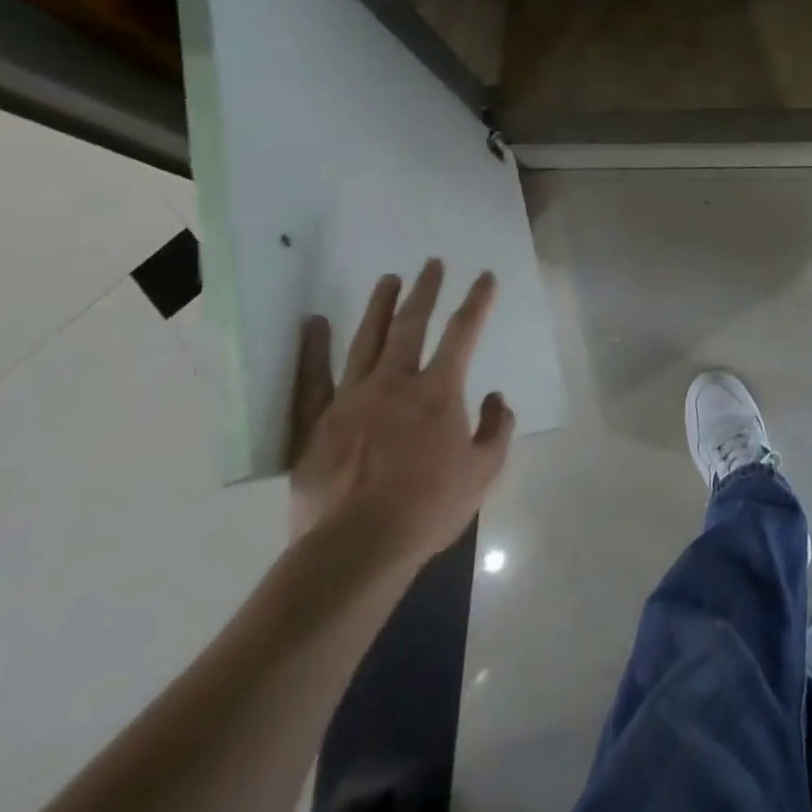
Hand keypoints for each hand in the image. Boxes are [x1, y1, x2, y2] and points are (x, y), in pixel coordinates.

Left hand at [288, 259, 514, 572]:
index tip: (485, 278)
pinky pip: (313, 377)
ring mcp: (351, 399)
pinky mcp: (317, 422)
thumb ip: (497, 429)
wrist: (357, 547)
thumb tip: (497, 399)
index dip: (477, 302)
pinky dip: (313, 347)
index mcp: (438, 392)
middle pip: (412, 324)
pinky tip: (314, 323)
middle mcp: (395, 383)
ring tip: (389, 279)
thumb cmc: (428, 508)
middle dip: (426, 290)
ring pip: (367, 340)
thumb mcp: (484, 471)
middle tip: (432, 264)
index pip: (463, 333)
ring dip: (380, 306)